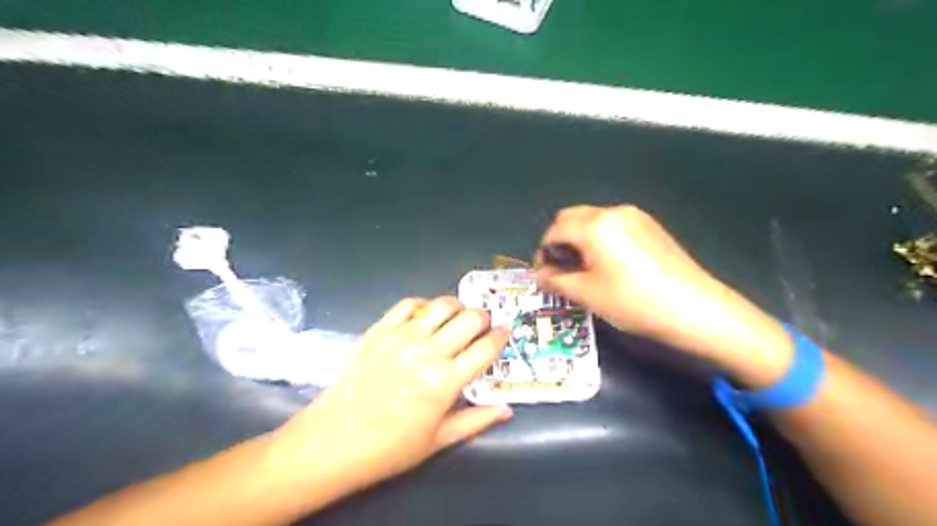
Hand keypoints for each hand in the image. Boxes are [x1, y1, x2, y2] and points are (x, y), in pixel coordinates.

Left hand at [262, 297, 511, 491]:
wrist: (334, 440)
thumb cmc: (390, 447)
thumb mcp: (439, 440)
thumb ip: (477, 421)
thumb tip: (507, 409)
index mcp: (445, 381)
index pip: (486, 348)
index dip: (501, 336)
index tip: (505, 332)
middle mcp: (427, 352)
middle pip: (469, 318)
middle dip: (484, 318)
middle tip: (483, 326)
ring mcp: (401, 336)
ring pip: (442, 305)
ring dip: (457, 307)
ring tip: (458, 318)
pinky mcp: (380, 330)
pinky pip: (409, 304)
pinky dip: (424, 305)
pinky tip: (426, 316)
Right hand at [533, 205, 788, 384]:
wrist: (694, 308)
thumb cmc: (633, 302)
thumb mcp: (587, 294)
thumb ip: (555, 280)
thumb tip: (539, 275)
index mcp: (594, 225)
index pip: (555, 230)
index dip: (543, 252)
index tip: (545, 274)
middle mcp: (613, 212)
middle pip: (572, 218)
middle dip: (559, 241)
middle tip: (560, 269)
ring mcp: (635, 217)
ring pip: (592, 220)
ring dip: (579, 239)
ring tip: (583, 269)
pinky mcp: (650, 226)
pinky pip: (613, 225)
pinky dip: (599, 239)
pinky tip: (607, 264)